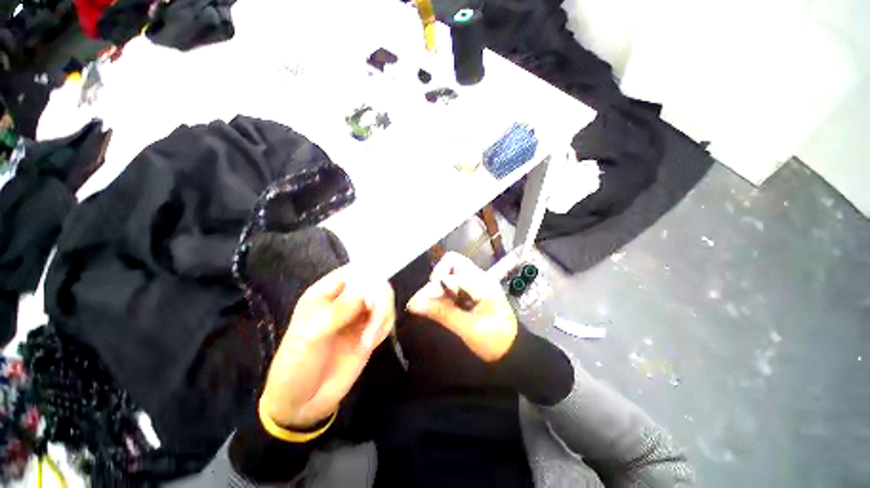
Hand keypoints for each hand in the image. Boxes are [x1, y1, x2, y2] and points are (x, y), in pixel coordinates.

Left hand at [259, 266, 394, 428]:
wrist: (303, 403)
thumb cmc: (297, 364)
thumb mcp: (312, 335)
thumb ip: (340, 309)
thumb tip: (367, 285)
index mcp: (326, 293)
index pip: (354, 271)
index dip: (368, 278)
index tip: (371, 298)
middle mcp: (346, 299)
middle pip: (375, 283)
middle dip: (379, 300)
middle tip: (374, 322)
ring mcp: (360, 315)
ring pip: (385, 299)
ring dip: (384, 316)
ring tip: (369, 340)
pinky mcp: (370, 331)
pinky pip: (387, 319)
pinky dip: (385, 327)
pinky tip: (371, 344)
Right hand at [407, 252, 517, 361]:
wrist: (513, 351)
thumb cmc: (496, 340)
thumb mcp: (469, 329)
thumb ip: (442, 313)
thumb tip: (414, 303)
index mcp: (481, 283)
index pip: (449, 276)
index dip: (432, 289)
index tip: (418, 305)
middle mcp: (479, 277)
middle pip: (452, 262)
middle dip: (437, 276)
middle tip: (431, 297)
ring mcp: (476, 282)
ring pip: (451, 271)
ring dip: (440, 283)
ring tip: (435, 302)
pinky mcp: (473, 290)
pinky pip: (454, 282)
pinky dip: (445, 290)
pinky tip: (443, 305)